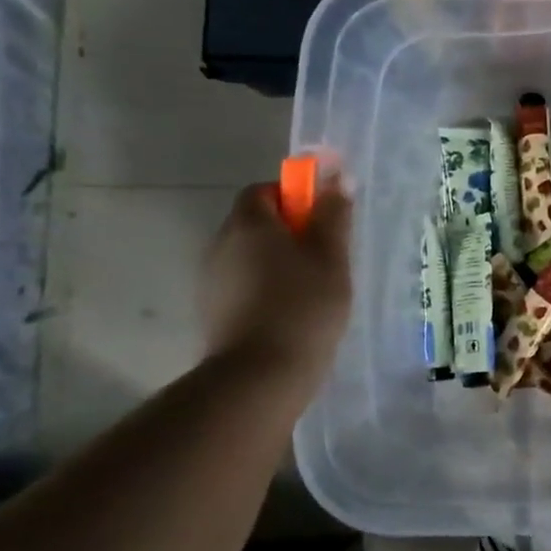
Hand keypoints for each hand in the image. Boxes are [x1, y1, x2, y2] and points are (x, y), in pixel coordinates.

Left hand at [201, 172, 352, 382]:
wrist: (262, 373)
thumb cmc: (305, 306)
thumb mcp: (332, 257)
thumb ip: (333, 215)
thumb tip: (338, 177)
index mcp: (250, 224)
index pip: (265, 190)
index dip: (294, 196)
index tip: (323, 218)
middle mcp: (222, 243)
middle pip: (255, 221)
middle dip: (289, 229)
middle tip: (326, 253)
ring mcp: (212, 278)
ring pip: (249, 253)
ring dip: (277, 259)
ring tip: (312, 286)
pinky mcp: (213, 309)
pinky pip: (242, 282)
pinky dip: (265, 285)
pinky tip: (291, 310)